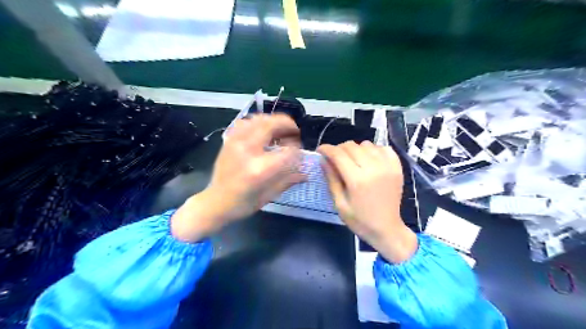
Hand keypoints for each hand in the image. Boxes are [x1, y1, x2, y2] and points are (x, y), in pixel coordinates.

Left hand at [172, 114, 304, 242]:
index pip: (288, 151)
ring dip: (274, 122)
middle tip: (295, 133)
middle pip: (272, 124)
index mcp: (259, 169)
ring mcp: (236, 142)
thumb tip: (305, 173)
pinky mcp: (229, 140)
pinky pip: (246, 122)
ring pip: (259, 119)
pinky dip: (258, 122)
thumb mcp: (269, 195)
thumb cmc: (243, 203)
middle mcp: (247, 150)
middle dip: (289, 126)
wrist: (215, 202)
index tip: (300, 156)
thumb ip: (289, 180)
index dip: (298, 151)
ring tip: (281, 131)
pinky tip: (263, 131)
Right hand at [319, 140, 418, 262]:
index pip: (338, 154)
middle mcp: (373, 168)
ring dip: (356, 149)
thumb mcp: (339, 203)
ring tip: (352, 160)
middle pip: (352, 146)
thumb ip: (331, 179)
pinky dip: (373, 150)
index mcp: (357, 180)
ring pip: (367, 144)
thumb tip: (323, 160)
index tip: (320, 150)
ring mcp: (388, 166)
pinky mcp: (397, 168)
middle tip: (334, 158)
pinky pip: (383, 148)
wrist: (387, 229)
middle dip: (339, 149)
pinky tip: (369, 160)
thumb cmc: (360, 220)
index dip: (326, 149)